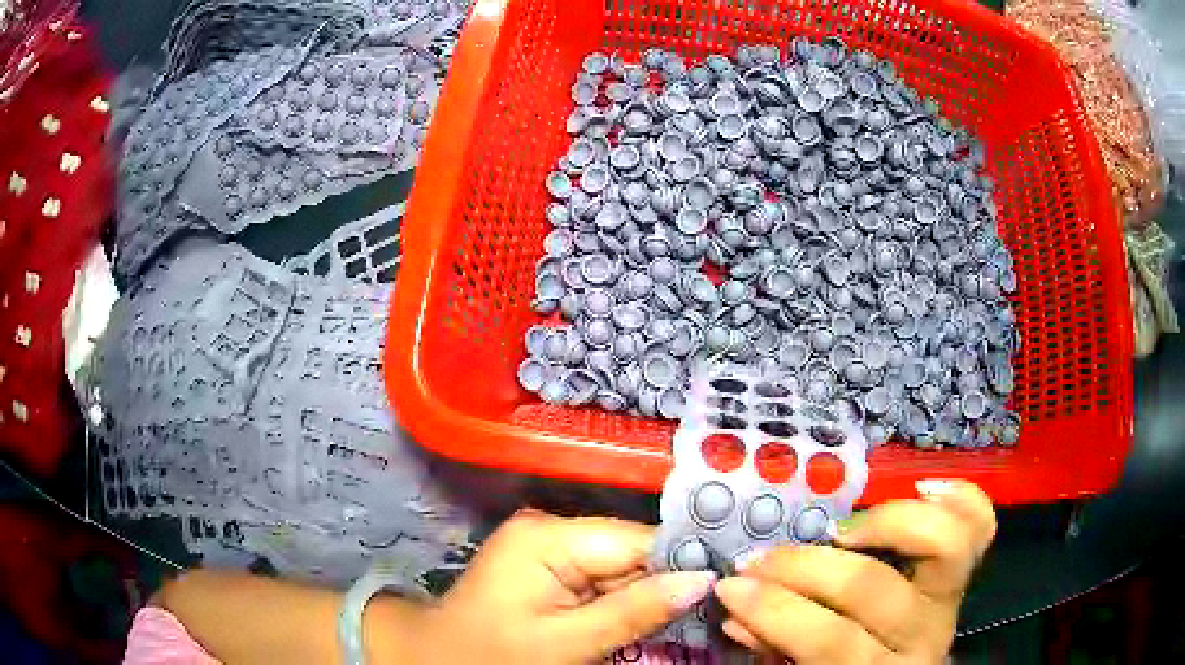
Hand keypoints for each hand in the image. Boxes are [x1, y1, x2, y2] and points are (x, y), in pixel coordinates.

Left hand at [414, 511, 716, 663]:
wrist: (438, 660)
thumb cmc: (494, 655)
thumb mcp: (567, 643)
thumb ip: (634, 611)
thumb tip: (702, 580)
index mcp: (548, 538)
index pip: (637, 541)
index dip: (682, 562)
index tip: (724, 585)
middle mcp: (551, 530)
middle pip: (631, 551)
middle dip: (666, 582)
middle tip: (711, 607)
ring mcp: (549, 548)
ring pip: (621, 567)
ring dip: (648, 594)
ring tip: (685, 617)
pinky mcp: (549, 568)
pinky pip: (602, 579)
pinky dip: (624, 601)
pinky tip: (643, 619)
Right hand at [714, 479, 995, 663]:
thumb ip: (774, 645)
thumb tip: (734, 611)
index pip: (829, 641)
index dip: (777, 613)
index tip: (733, 591)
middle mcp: (922, 634)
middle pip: (870, 588)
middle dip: (802, 568)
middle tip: (758, 560)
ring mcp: (951, 599)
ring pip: (941, 543)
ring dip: (883, 523)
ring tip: (836, 529)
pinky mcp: (965, 573)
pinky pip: (980, 525)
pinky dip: (958, 498)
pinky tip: (921, 487)